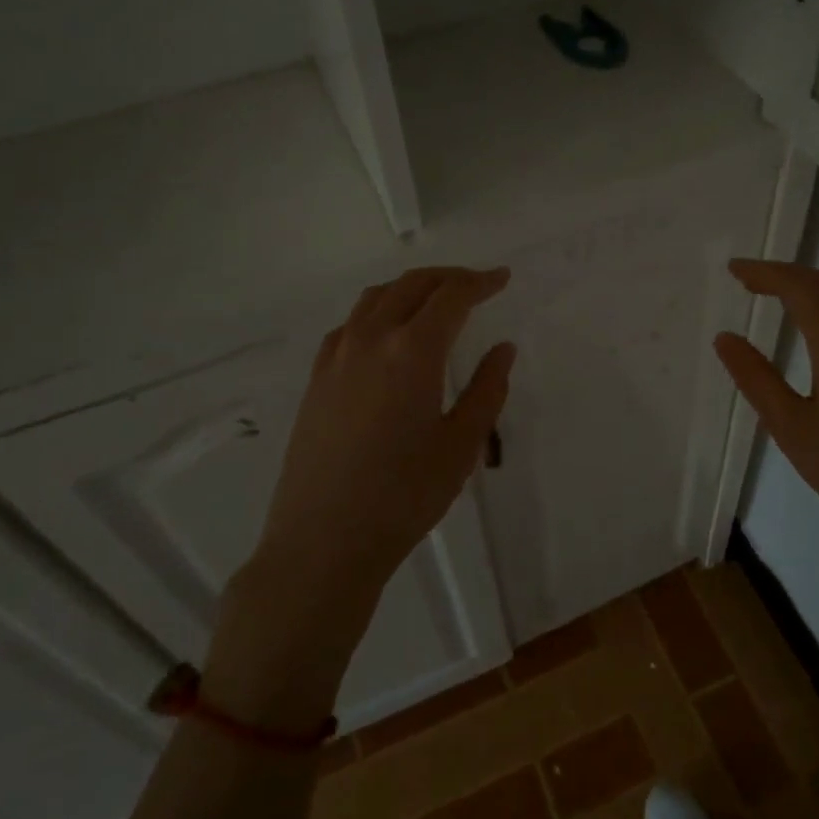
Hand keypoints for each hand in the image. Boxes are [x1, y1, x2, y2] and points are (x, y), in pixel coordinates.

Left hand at [254, 265, 515, 614]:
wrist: (323, 541)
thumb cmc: (404, 497)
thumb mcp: (461, 445)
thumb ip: (486, 390)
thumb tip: (502, 349)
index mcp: (412, 352)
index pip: (452, 297)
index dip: (481, 282)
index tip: (503, 279)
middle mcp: (370, 340)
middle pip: (411, 285)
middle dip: (448, 278)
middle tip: (477, 285)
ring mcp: (336, 357)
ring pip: (375, 299)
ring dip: (410, 289)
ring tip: (434, 302)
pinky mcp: (316, 379)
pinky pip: (349, 325)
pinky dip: (376, 313)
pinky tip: (386, 336)